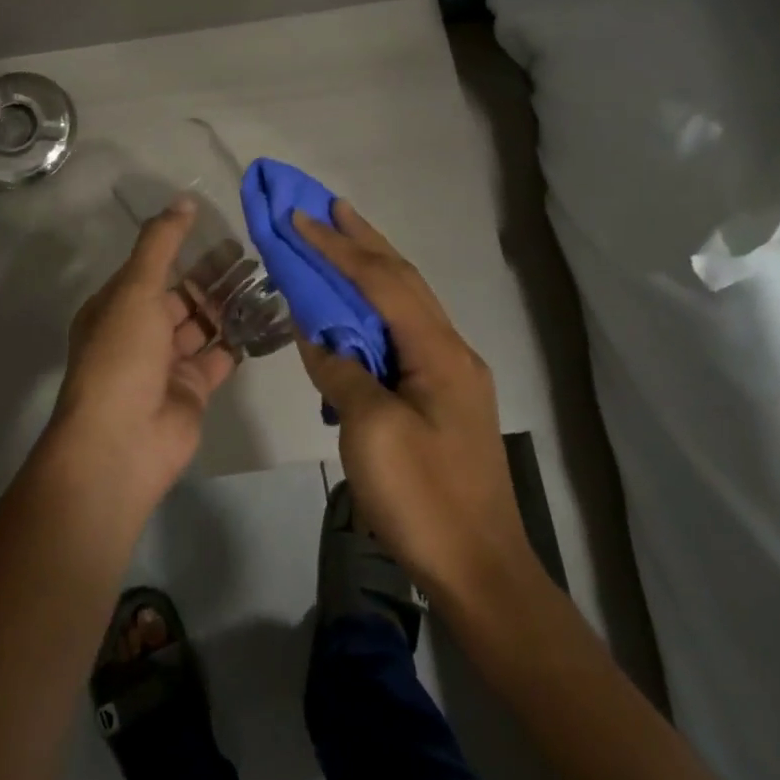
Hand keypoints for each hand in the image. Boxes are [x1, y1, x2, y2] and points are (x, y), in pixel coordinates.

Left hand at [41, 198, 236, 520]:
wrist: (122, 441)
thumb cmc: (122, 356)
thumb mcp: (136, 289)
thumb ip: (161, 243)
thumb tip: (183, 200)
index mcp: (118, 307)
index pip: (153, 269)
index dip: (184, 249)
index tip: (220, 231)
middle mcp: (140, 333)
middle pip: (183, 296)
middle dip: (215, 276)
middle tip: (254, 254)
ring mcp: (167, 363)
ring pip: (204, 324)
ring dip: (231, 304)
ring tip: (268, 279)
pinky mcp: (193, 389)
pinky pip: (221, 355)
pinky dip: (242, 338)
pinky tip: (269, 317)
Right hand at [293, 202, 538, 607]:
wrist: (480, 571)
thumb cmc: (424, 500)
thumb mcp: (371, 432)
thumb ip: (341, 371)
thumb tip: (317, 334)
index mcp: (438, 352)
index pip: (381, 282)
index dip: (337, 248)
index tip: (299, 218)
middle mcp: (451, 350)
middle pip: (403, 280)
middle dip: (363, 240)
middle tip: (329, 207)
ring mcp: (450, 375)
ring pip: (406, 305)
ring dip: (371, 269)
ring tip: (340, 242)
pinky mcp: (442, 399)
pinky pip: (402, 336)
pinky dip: (373, 311)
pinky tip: (354, 313)